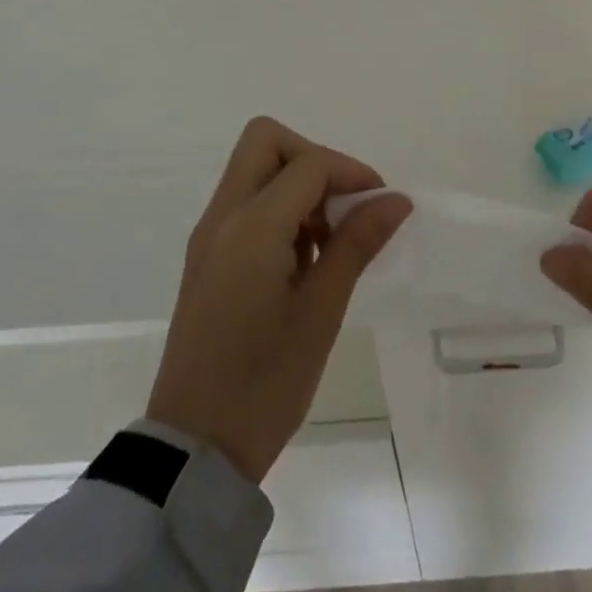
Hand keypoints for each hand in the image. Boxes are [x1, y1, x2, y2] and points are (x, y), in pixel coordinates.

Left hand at [147, 117, 411, 483]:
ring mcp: (209, 235)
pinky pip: (244, 202)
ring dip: (296, 184)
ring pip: (254, 169)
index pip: (309, 164)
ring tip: (326, 242)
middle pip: (267, 142)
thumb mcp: (322, 311)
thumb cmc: (266, 382)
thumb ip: (357, 243)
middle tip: (341, 206)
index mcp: (251, 227)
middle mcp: (222, 217)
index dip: (352, 172)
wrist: (194, 450)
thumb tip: (396, 199)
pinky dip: (277, 208)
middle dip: (313, 159)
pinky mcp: (205, 256)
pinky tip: (301, 259)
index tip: (381, 204)